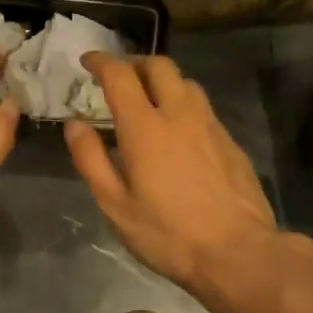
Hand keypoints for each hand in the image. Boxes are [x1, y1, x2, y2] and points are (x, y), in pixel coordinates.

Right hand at [64, 52, 278, 291]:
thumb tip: (75, 124)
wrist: (237, 251)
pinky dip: (182, 103)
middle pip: (159, 66)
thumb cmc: (167, 233)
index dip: (101, 61)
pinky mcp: (230, 141)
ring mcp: (210, 125)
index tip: (87, 61)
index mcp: (145, 127)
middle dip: (134, 62)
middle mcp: (179, 114)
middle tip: (118, 77)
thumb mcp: (115, 204)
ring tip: (147, 100)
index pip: (120, 75)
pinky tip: (177, 130)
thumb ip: (91, 159)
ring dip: (161, 80)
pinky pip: (202, 106)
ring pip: (185, 82)